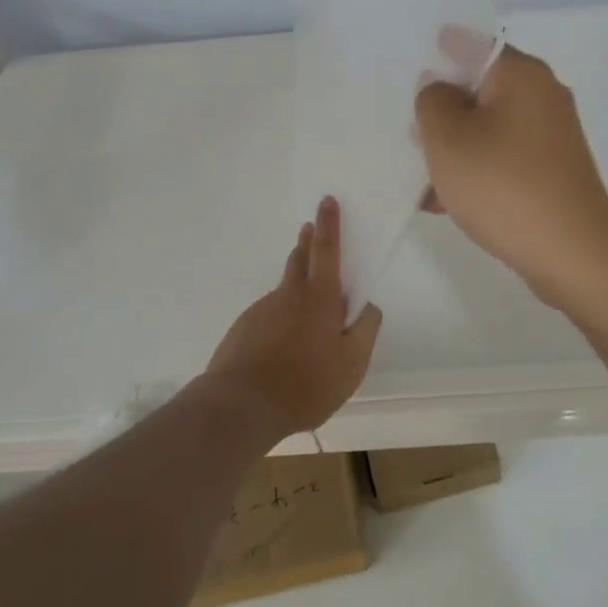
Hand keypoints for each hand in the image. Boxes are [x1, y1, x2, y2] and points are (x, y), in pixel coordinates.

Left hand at [205, 197, 382, 436]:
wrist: (240, 406)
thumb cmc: (305, 384)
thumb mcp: (352, 363)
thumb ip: (365, 330)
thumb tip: (367, 306)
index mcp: (319, 297)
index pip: (327, 250)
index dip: (329, 225)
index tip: (327, 201)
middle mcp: (289, 295)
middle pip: (299, 259)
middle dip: (308, 242)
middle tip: (310, 230)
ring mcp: (262, 310)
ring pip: (284, 290)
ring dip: (296, 286)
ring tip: (306, 310)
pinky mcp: (244, 328)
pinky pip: (269, 315)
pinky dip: (280, 319)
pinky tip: (283, 346)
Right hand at [415, 44, 607, 306]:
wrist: (571, 252)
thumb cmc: (503, 185)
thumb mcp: (448, 138)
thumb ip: (432, 102)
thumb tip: (440, 90)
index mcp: (522, 75)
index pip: (474, 45)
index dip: (441, 52)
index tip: (413, 65)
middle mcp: (542, 97)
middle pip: (480, 90)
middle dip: (443, 111)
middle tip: (409, 130)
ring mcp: (551, 137)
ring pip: (488, 129)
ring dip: (454, 148)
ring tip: (420, 178)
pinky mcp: (552, 172)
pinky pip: (503, 160)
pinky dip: (476, 173)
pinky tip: (443, 203)